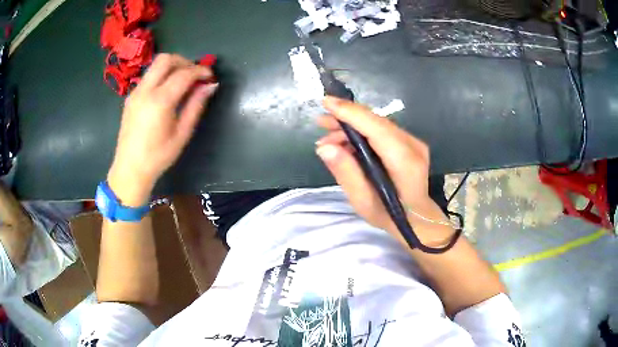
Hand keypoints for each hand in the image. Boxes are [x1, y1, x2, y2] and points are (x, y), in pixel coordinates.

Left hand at [108, 54, 217, 205]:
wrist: (130, 169)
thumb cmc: (158, 156)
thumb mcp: (182, 133)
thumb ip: (196, 106)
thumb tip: (210, 86)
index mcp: (159, 101)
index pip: (183, 74)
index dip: (200, 71)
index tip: (210, 76)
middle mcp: (145, 91)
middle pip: (166, 59)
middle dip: (184, 61)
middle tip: (195, 75)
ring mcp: (135, 92)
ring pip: (155, 65)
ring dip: (172, 67)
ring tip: (182, 82)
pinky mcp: (130, 97)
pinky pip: (148, 76)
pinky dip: (161, 76)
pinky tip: (167, 91)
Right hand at [316, 97, 451, 245]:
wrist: (416, 218)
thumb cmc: (389, 214)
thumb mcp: (362, 202)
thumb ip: (346, 173)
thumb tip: (324, 147)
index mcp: (405, 163)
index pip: (377, 129)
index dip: (352, 113)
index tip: (327, 102)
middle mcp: (413, 146)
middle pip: (376, 122)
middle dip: (346, 118)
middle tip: (321, 123)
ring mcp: (414, 143)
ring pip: (378, 124)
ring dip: (352, 127)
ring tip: (328, 140)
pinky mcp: (409, 143)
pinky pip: (382, 131)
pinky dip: (361, 133)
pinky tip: (346, 143)